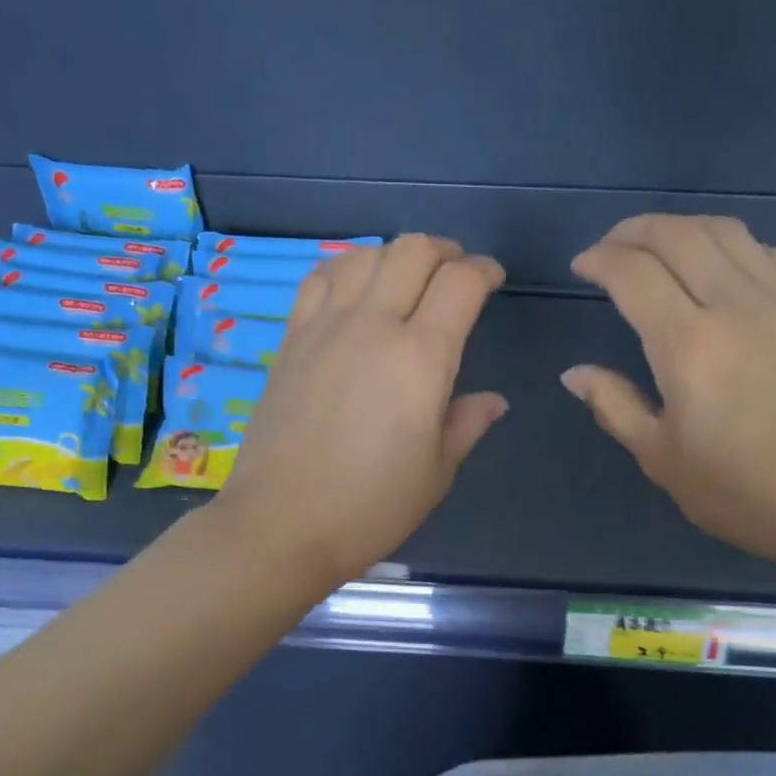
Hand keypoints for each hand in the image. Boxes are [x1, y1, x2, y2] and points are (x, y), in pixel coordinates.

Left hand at [215, 235, 507, 582]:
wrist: (282, 524)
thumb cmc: (371, 507)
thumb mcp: (436, 473)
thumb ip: (467, 424)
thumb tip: (492, 401)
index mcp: (421, 358)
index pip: (460, 284)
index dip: (484, 271)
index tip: (493, 280)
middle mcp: (373, 326)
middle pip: (413, 251)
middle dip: (445, 251)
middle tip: (457, 274)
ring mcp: (325, 327)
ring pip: (365, 256)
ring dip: (396, 256)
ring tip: (409, 279)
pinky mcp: (291, 340)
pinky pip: (320, 279)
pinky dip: (348, 268)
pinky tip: (355, 288)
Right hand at [563, 215, 775, 575]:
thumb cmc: (738, 491)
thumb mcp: (661, 458)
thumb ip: (614, 406)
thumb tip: (575, 374)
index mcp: (687, 345)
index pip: (633, 274)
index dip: (600, 260)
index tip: (580, 267)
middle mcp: (732, 306)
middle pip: (677, 236)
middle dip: (633, 231)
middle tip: (608, 248)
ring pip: (724, 232)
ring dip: (680, 227)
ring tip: (655, 245)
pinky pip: (764, 252)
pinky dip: (729, 243)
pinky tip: (717, 265)